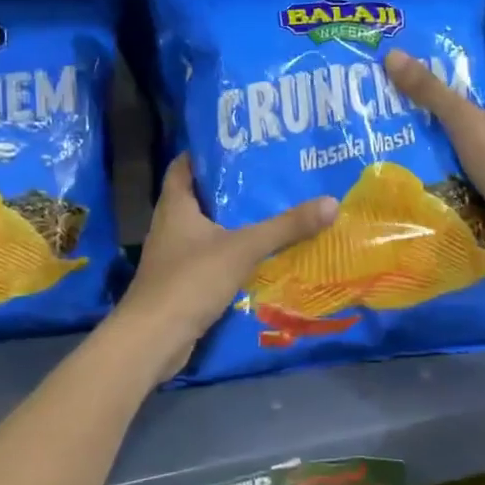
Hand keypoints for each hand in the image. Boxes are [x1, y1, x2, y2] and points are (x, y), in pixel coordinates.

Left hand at [119, 155, 338, 377]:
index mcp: (175, 206)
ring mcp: (173, 257)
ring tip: (269, 211)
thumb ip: (285, 227)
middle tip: (266, 176)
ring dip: (232, 222)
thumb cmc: (191, 280)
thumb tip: (331, 203)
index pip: (184, 166)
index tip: (238, 144)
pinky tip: (257, 255)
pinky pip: (209, 258)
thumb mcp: (243, 248)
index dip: (206, 153)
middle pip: (199, 197)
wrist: (153, 339)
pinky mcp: (181, 284)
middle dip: (229, 188)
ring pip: (205, 230)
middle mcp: (170, 226)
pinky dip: (230, 253)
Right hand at [383, 50, 484, 254]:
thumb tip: (393, 54)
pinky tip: (455, 180)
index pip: (482, 87)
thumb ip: (429, 91)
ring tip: (432, 156)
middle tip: (422, 130)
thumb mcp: (462, 121)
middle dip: (458, 123)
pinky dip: (478, 173)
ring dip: (467, 150)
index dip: (455, 93)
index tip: (427, 103)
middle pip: (484, 116)